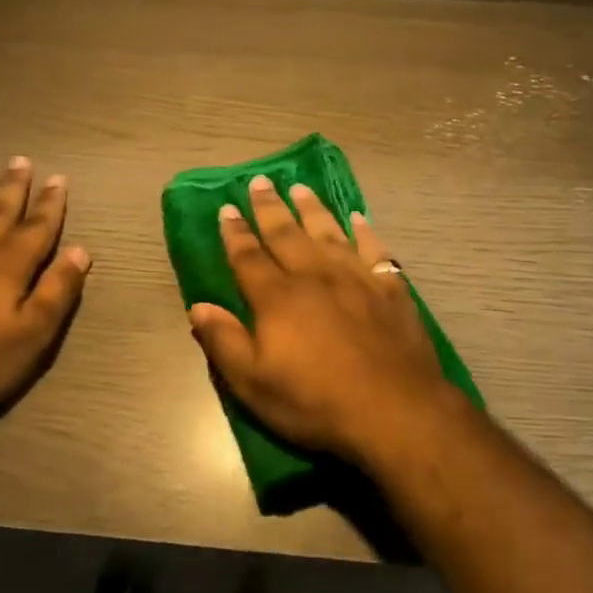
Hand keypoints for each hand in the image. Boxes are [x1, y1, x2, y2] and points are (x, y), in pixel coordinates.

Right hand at [187, 174, 455, 460]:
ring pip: (329, 233)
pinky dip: (365, 231)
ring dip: (313, 209)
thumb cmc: (315, 402)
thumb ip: (224, 342)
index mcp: (278, 298)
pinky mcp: (391, 289)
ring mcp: (357, 279)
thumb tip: (198, 307)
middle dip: (270, 208)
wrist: (394, 410)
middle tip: (260, 181)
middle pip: (287, 234)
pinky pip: (375, 249)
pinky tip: (359, 219)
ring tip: (301, 188)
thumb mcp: (254, 384)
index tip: (226, 208)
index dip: (235, 233)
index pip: (248, 257)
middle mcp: (315, 277)